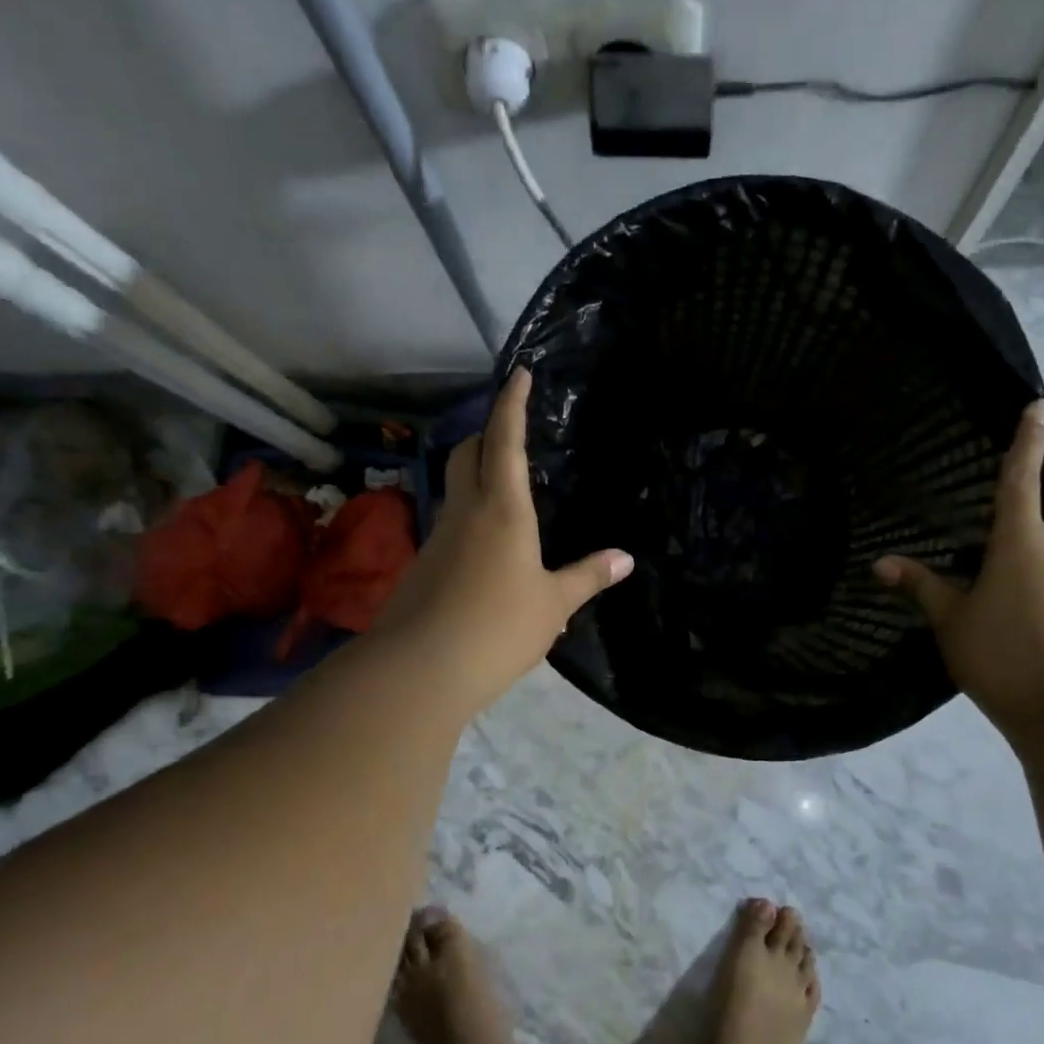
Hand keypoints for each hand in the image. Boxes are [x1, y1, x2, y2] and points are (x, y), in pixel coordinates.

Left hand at [372, 368, 632, 718]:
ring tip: (510, 494)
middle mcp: (465, 512)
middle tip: (513, 433)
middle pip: (468, 453)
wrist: (418, 670)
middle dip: (487, 433)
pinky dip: (473, 518)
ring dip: (478, 476)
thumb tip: (625, 559)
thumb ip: (588, 577)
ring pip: (456, 488)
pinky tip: (493, 550)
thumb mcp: (554, 603)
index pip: (505, 441)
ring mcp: (439, 537)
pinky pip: (453, 525)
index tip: (519, 373)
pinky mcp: (425, 565)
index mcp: (502, 509)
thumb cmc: (498, 626)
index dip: (512, 404)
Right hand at [873, 400, 1043, 735]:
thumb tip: (880, 563)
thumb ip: (921, 587)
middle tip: (1032, 482)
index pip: (1024, 477)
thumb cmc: (1005, 654)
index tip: (1039, 406)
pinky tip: (1022, 593)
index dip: (1030, 439)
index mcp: (1024, 541)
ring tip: (1011, 546)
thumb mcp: (952, 621)